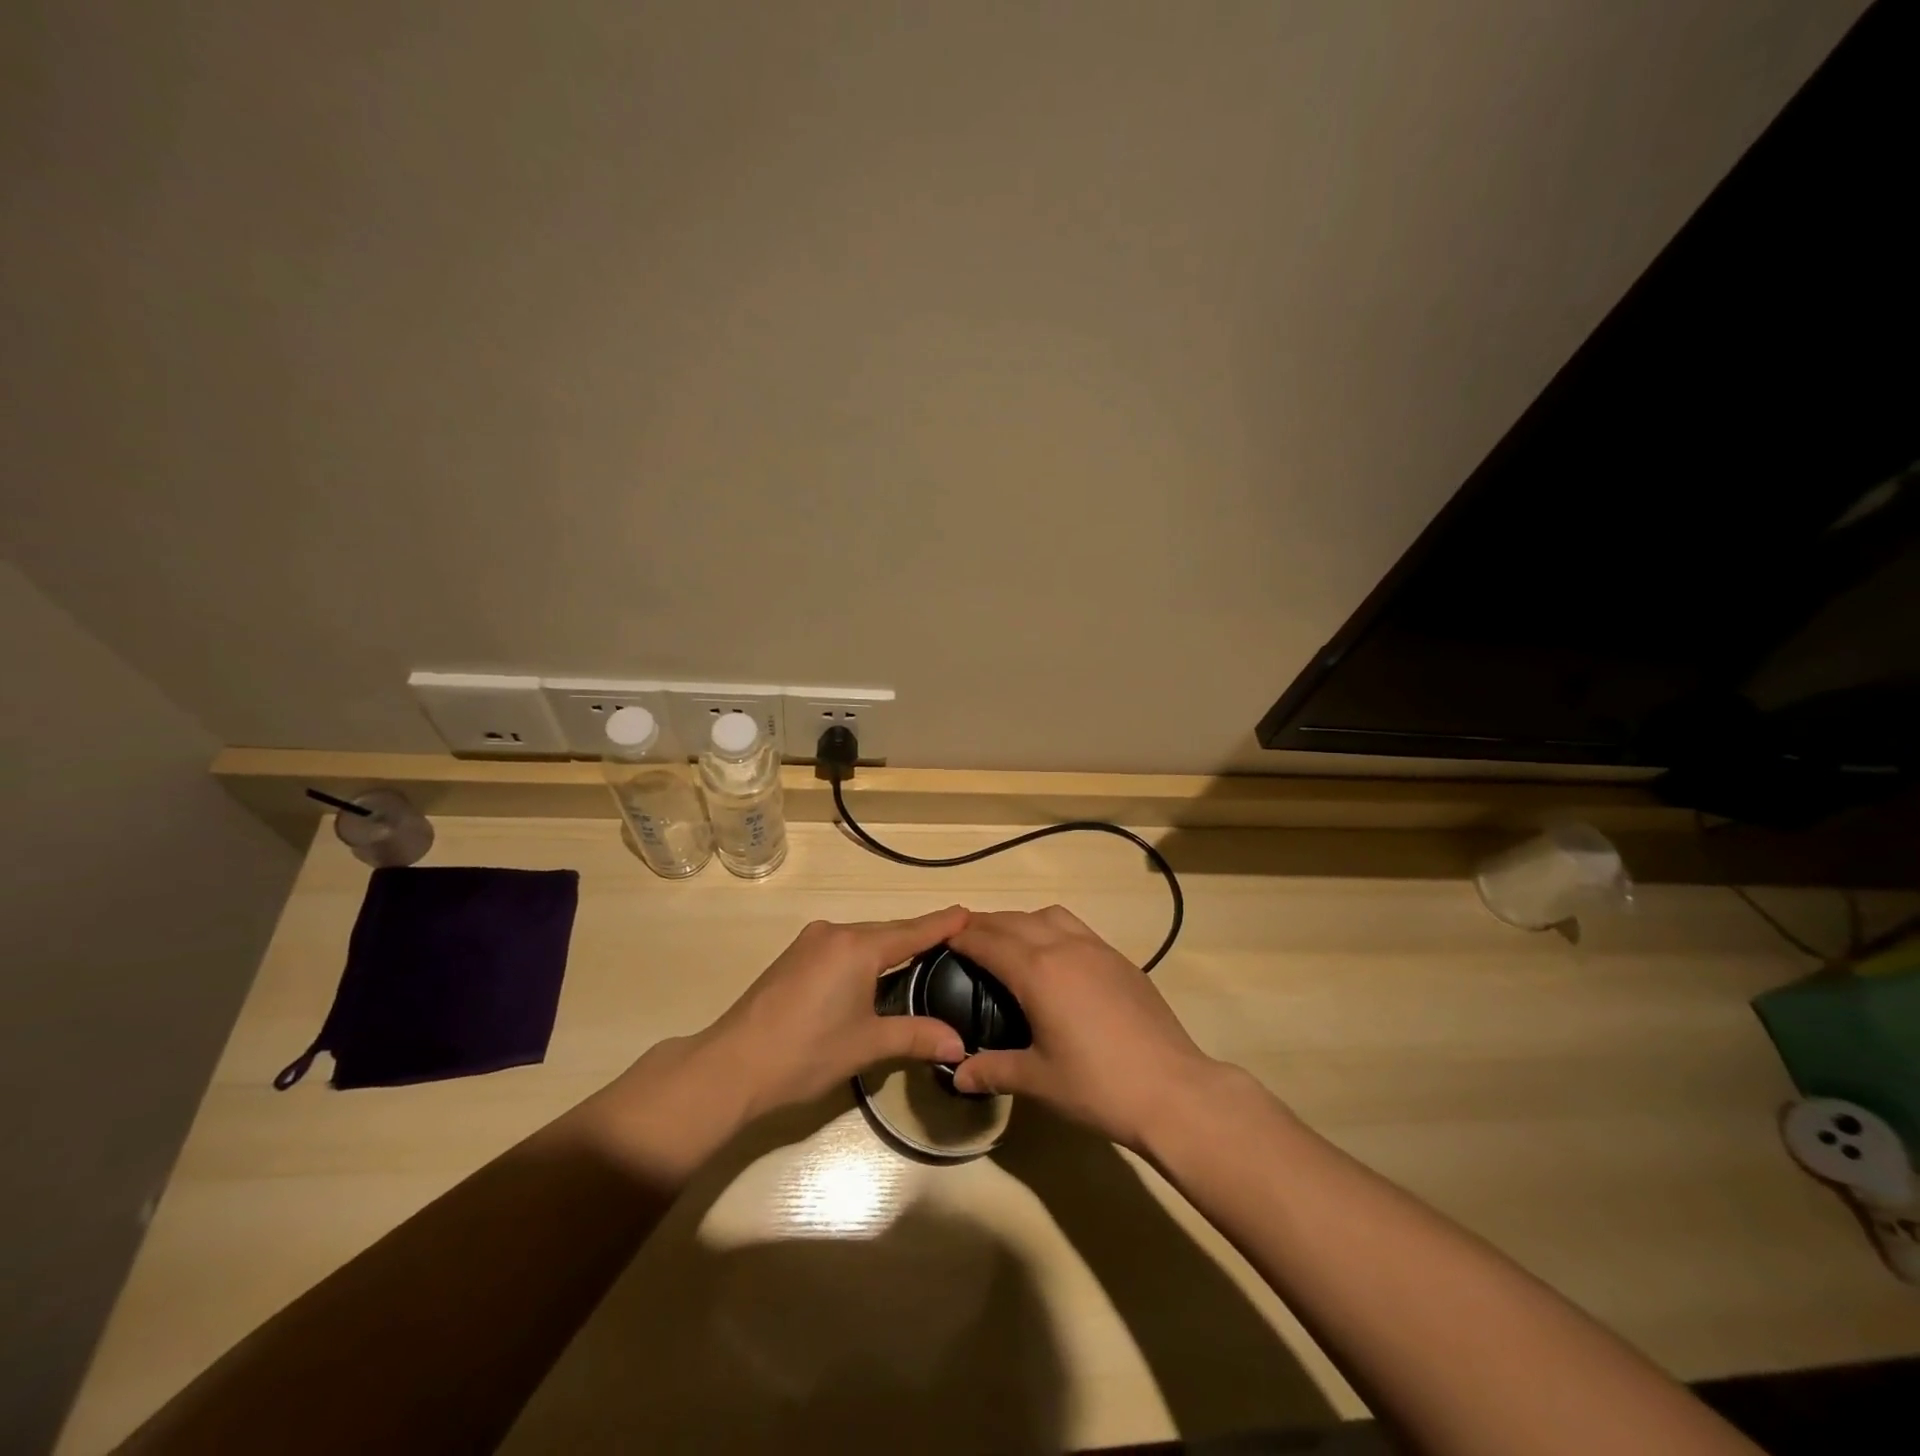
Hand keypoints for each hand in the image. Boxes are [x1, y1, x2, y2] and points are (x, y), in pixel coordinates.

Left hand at [582, 908, 970, 1177]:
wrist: (732, 1064)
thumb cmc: (806, 1052)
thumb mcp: (867, 1045)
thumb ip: (915, 1037)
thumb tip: (960, 1045)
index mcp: (858, 947)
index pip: (912, 932)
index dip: (941, 923)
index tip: (969, 911)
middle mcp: (836, 933)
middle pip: (887, 932)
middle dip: (919, 935)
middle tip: (953, 936)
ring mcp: (810, 941)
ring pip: (863, 937)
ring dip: (890, 945)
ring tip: (920, 953)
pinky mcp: (794, 955)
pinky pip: (842, 945)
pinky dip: (865, 953)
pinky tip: (873, 969)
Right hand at [949, 906, 1221, 1150]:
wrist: (1173, 1090)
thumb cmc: (1098, 1086)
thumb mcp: (1038, 1081)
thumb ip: (993, 1071)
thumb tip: (957, 1075)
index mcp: (1037, 972)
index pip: (988, 941)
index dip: (961, 937)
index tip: (941, 937)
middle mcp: (1064, 947)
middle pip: (1014, 921)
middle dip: (985, 925)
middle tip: (965, 938)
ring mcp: (1097, 949)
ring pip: (1049, 916)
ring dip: (1021, 921)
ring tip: (1009, 943)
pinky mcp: (1120, 959)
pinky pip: (1076, 928)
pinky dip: (1052, 929)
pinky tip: (1055, 958)